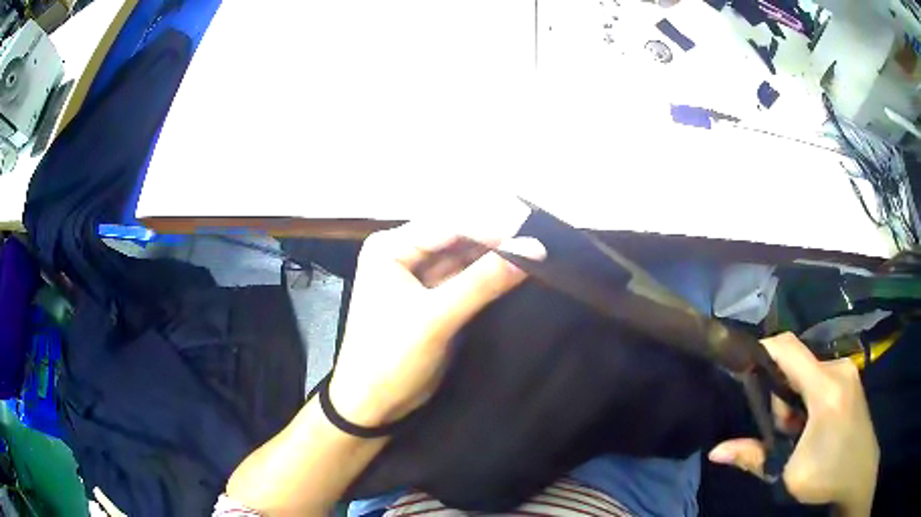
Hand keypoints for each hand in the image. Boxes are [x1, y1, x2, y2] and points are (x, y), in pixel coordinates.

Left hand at [328, 205, 544, 426]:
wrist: (373, 404)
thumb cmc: (391, 357)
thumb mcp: (436, 318)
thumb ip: (482, 282)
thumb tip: (533, 249)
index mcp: (390, 247)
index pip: (448, 226)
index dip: (492, 228)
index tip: (535, 235)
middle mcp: (403, 253)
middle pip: (457, 238)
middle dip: (496, 241)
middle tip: (540, 243)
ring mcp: (418, 275)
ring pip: (464, 258)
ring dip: (495, 258)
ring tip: (536, 255)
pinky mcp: (433, 297)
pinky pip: (465, 278)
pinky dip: (488, 278)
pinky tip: (516, 273)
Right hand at [708, 333, 878, 515]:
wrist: (860, 476)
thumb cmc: (827, 477)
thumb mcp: (788, 474)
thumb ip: (753, 457)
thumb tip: (716, 452)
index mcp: (826, 388)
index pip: (789, 349)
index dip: (763, 349)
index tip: (741, 363)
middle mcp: (839, 369)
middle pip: (797, 365)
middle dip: (781, 395)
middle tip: (781, 431)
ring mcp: (848, 372)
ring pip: (808, 373)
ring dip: (794, 399)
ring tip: (798, 433)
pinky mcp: (851, 380)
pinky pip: (821, 377)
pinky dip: (808, 397)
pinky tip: (811, 424)